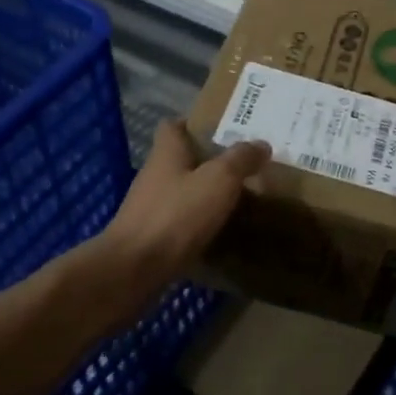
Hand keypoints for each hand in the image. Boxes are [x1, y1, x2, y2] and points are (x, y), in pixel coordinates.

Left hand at [102, 120, 269, 297]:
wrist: (134, 271)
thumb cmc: (177, 214)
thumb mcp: (219, 179)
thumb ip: (241, 159)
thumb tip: (261, 144)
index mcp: (167, 152)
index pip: (174, 126)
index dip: (195, 124)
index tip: (223, 129)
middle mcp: (155, 175)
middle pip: (181, 159)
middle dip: (209, 161)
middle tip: (243, 165)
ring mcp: (150, 208)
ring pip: (182, 191)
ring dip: (205, 194)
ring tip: (239, 198)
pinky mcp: (151, 238)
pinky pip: (180, 222)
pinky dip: (198, 223)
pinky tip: (221, 231)